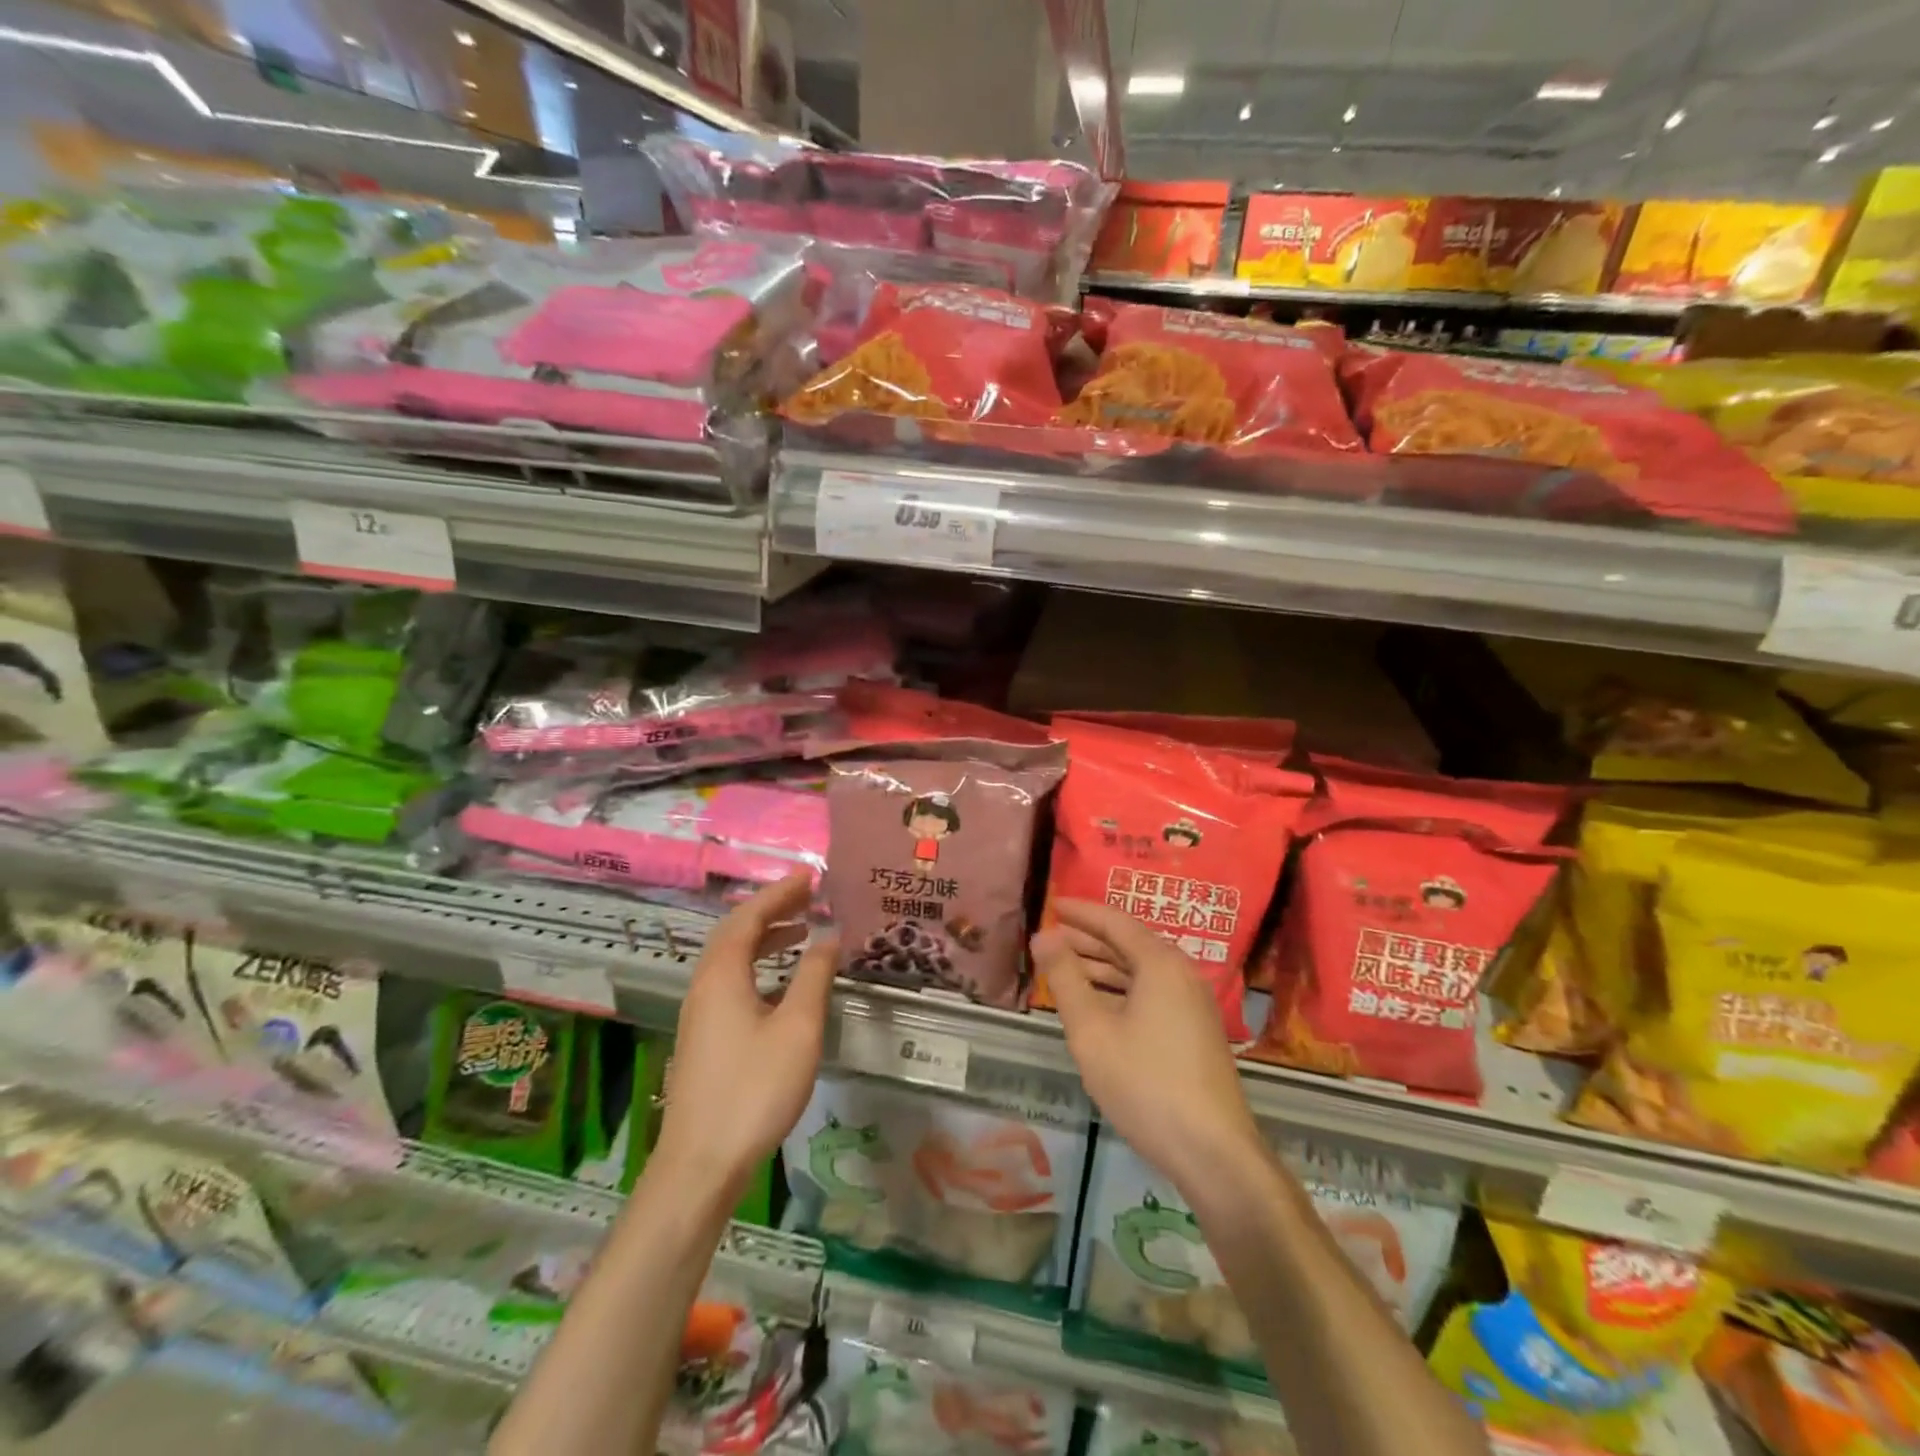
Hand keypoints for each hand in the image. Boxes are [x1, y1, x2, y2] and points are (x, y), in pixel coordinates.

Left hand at [653, 874, 836, 1196]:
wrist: (700, 1164)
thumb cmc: (754, 1089)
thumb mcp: (797, 1028)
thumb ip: (813, 976)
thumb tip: (829, 935)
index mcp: (723, 974)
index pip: (750, 916)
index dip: (780, 892)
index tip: (811, 875)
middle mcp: (705, 985)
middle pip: (735, 931)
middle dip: (772, 908)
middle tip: (808, 895)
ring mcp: (700, 1012)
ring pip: (731, 958)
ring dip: (765, 937)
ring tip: (801, 929)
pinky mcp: (704, 1037)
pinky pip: (731, 980)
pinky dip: (758, 965)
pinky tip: (782, 982)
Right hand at [1032, 899, 1264, 1198]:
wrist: (1212, 1152)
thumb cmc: (1145, 1084)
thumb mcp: (1092, 1030)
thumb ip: (1065, 978)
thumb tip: (1044, 936)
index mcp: (1161, 963)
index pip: (1115, 921)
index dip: (1081, 912)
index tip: (1052, 904)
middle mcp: (1181, 974)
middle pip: (1129, 944)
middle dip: (1088, 938)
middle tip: (1050, 936)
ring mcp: (1192, 1004)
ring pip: (1139, 971)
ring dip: (1102, 966)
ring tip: (1064, 968)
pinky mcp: (1194, 1031)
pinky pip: (1150, 993)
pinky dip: (1119, 990)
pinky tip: (1096, 1005)